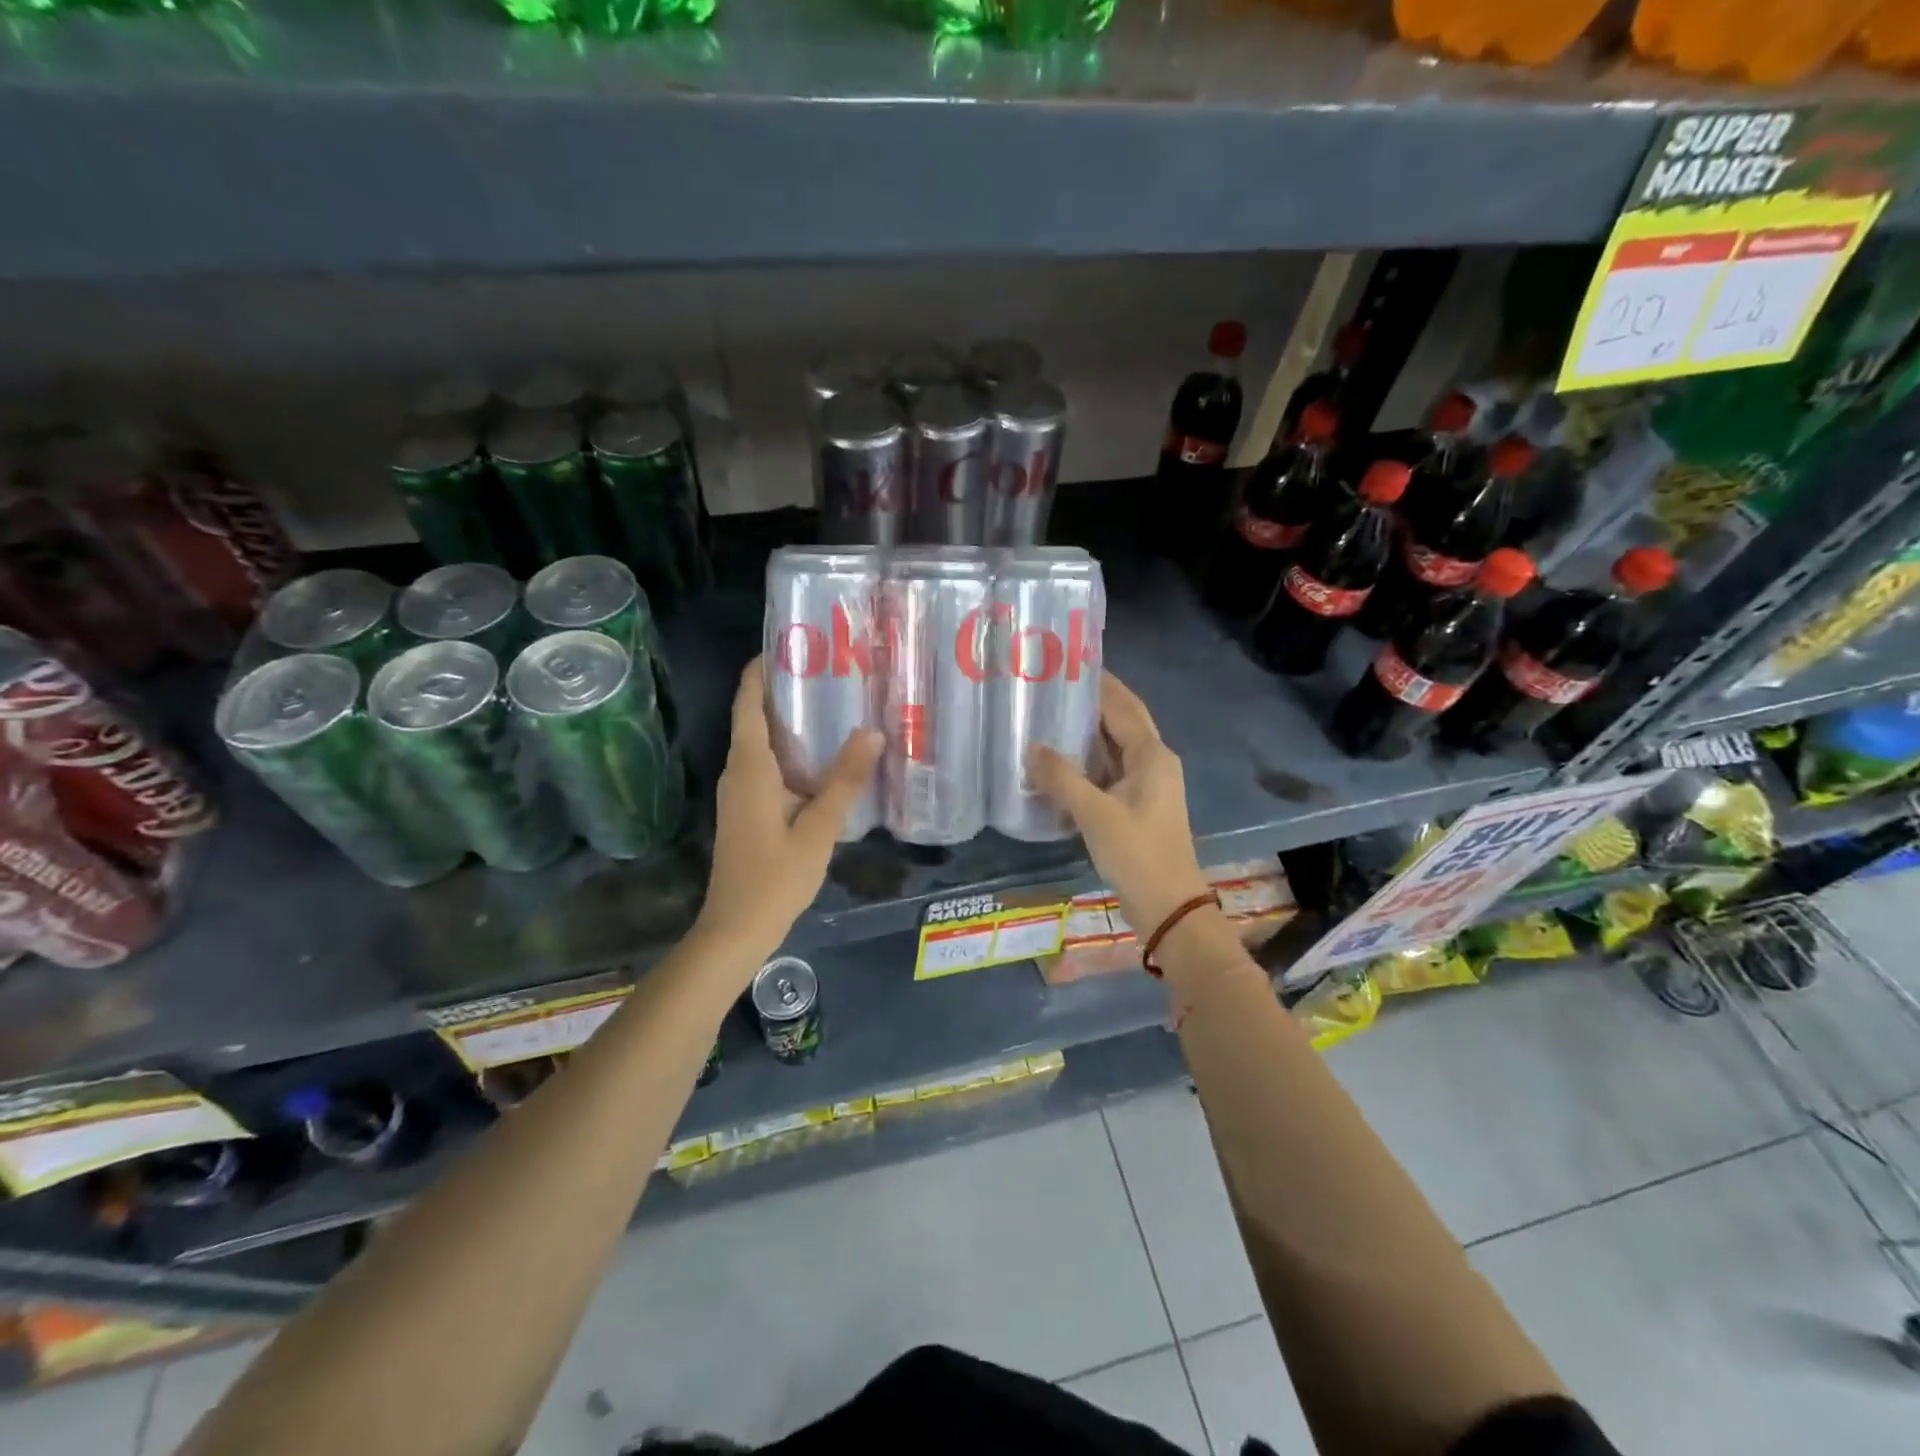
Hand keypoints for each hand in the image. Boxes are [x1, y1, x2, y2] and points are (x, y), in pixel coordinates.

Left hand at [696, 658, 881, 963]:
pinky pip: (766, 765)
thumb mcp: (819, 828)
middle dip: (784, 688)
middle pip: (754, 716)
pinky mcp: (746, 808)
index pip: (748, 701)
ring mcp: (740, 791)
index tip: (792, 642)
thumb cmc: (775, 877)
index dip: (762, 668)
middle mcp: (738, 771)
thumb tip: (872, 732)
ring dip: (789, 721)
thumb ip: (844, 780)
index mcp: (750, 767)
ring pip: (761, 742)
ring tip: (832, 703)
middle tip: (829, 668)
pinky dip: (790, 750)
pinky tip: (822, 757)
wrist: (737, 928)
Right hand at [1029, 672, 1212, 939]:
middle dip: (1091, 704)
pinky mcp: (1138, 806)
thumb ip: (1061, 777)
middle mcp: (1154, 762)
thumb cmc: (1136, 853)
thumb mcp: (1094, 813)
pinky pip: (1110, 772)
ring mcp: (1148, 786)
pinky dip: (1088, 763)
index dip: (1099, 684)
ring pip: (1115, 748)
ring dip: (1087, 734)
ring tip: (1048, 717)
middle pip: (1121, 722)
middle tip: (1051, 687)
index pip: (1123, 706)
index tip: (1068, 663)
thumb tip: (1031, 747)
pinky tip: (1059, 763)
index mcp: (1151, 755)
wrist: (1168, 907)